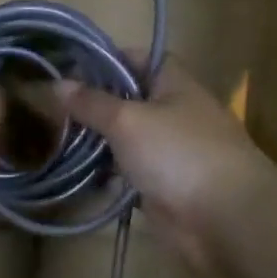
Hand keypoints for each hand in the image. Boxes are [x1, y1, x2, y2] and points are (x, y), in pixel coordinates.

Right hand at [57, 59, 276, 270]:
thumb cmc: (178, 154)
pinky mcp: (162, 186)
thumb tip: (56, 83)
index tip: (68, 68)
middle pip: (127, 100)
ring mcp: (169, 151)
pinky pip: (127, 173)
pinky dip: (105, 174)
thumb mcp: (127, 120)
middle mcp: (173, 112)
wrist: (226, 219)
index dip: (105, 59)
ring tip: (53, 140)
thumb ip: (91, 103)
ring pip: (125, 139)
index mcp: (173, 84)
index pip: (137, 58)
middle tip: (51, 108)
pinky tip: (74, 174)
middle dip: (92, 104)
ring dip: (95, 141)